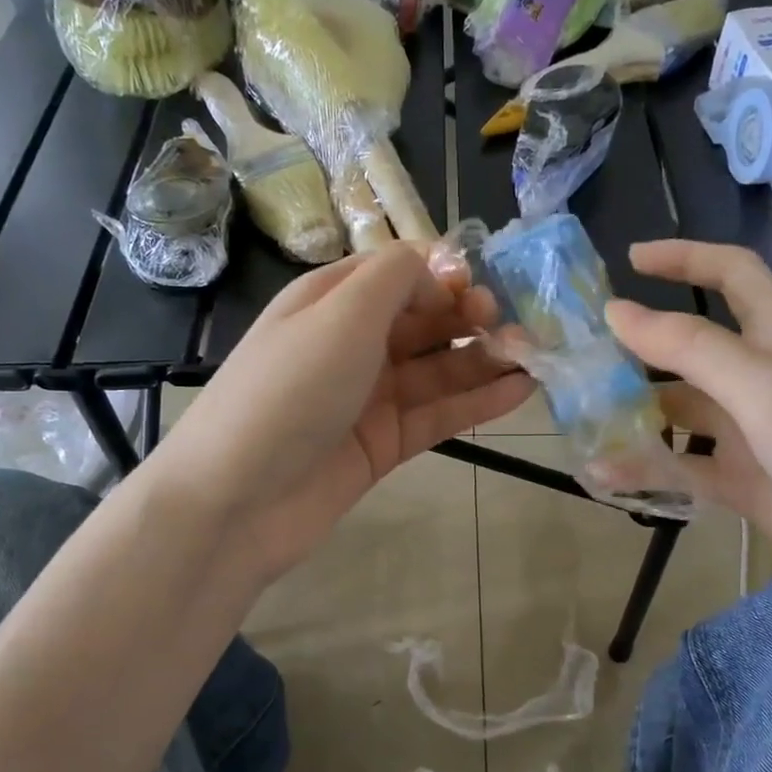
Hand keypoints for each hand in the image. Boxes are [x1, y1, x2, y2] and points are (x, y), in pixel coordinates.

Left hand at [144, 244, 534, 582]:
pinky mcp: (383, 445)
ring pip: (437, 370)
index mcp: (331, 301)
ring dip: (483, 360)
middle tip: (513, 326)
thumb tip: (441, 271)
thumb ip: (396, 277)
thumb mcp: (341, 313)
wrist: (238, 499)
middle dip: (469, 317)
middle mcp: (351, 344)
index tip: (480, 288)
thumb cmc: (289, 389)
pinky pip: (437, 415)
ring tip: (533, 356)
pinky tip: (520, 392)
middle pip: (422, 321)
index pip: (397, 273)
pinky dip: (476, 403)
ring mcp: (368, 398)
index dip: (442, 275)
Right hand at [606, 240, 771, 625]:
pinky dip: (648, 470)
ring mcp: (755, 437)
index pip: (733, 274)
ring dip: (635, 415)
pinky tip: (605, 478)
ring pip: (682, 413)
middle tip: (580, 357)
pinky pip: (685, 468)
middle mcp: (766, 381)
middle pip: (694, 349)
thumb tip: (616, 312)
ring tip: (579, 421)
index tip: (629, 260)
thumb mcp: (768, 391)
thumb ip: (692, 349)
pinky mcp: (746, 485)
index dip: (685, 258)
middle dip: (640, 348)